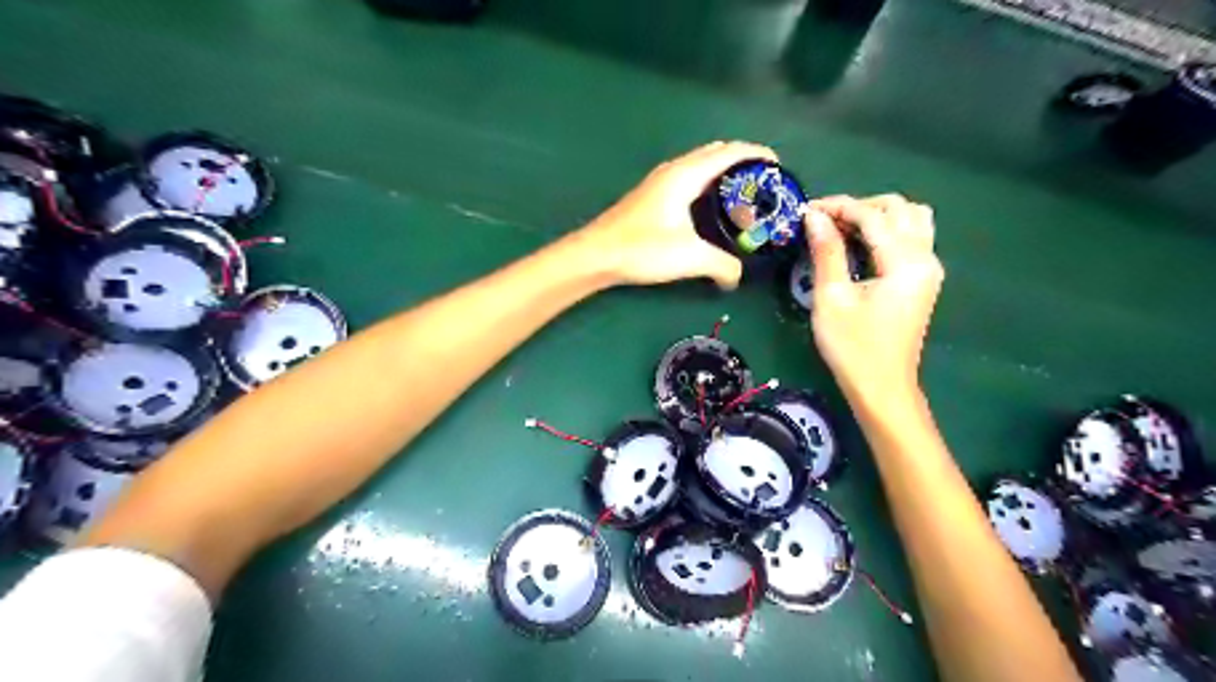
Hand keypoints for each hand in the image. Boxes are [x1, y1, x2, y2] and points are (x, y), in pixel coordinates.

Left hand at [575, 142, 771, 291]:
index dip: (758, 154)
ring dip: (723, 173)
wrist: (596, 255)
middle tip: (763, 185)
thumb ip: (722, 265)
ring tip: (742, 196)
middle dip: (743, 162)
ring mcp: (660, 182)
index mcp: (686, 174)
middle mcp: (674, 170)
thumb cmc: (643, 248)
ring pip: (700, 165)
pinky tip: (710, 209)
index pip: (731, 152)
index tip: (780, 167)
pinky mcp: (651, 196)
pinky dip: (707, 184)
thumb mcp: (690, 257)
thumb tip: (736, 277)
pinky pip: (689, 179)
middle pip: (716, 153)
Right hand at [805, 193, 942, 409]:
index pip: (873, 216)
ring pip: (912, 219)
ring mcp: (928, 269)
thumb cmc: (853, 347)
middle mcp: (925, 258)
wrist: (881, 387)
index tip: (806, 209)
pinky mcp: (922, 280)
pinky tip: (860, 244)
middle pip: (899, 209)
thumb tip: (814, 216)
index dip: (838, 206)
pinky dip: (887, 230)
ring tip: (843, 228)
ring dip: (878, 215)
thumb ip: (826, 252)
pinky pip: (911, 238)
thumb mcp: (832, 298)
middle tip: (824, 220)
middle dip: (859, 206)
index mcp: (906, 262)